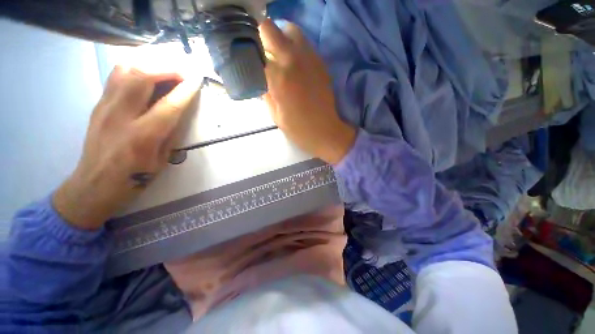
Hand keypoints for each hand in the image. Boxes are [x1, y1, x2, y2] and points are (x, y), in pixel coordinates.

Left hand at [53, 66, 199, 228]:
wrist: (94, 184)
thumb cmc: (134, 177)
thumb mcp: (161, 160)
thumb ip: (170, 133)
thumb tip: (180, 111)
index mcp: (142, 136)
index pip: (168, 105)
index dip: (185, 91)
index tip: (197, 80)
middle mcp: (120, 116)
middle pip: (142, 77)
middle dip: (167, 68)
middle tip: (184, 71)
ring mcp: (105, 106)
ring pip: (125, 69)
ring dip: (150, 62)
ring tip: (167, 65)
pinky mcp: (98, 103)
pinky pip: (116, 75)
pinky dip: (135, 65)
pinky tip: (147, 68)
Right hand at [259, 19, 355, 164]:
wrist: (325, 132)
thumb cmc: (298, 129)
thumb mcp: (275, 115)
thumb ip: (265, 92)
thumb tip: (260, 78)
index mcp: (278, 78)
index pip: (255, 51)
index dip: (250, 54)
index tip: (249, 61)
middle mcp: (293, 61)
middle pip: (271, 29)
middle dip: (263, 38)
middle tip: (263, 54)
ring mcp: (310, 59)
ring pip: (291, 31)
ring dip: (281, 39)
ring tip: (279, 57)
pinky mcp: (321, 63)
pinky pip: (305, 44)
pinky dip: (296, 48)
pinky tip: (294, 65)